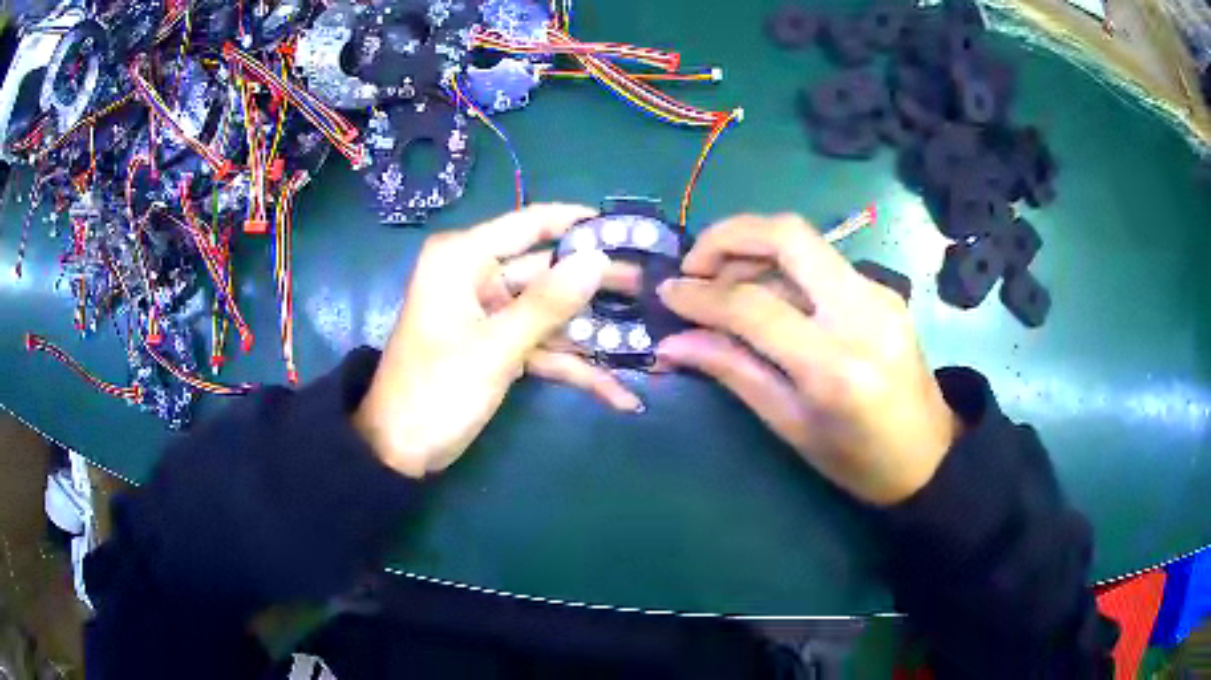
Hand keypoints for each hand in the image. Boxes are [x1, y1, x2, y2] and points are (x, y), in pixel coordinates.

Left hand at [353, 204, 641, 478]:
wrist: (399, 452)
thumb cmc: (437, 391)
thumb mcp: (496, 347)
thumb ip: (548, 302)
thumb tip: (597, 258)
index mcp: (463, 259)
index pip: (529, 224)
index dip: (579, 224)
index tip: (627, 228)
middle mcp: (476, 276)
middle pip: (547, 271)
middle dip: (596, 286)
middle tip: (652, 287)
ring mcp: (488, 314)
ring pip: (549, 312)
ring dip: (592, 333)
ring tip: (650, 338)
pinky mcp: (496, 346)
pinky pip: (539, 347)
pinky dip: (572, 367)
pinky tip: (617, 394)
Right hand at [655, 215, 960, 505]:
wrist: (931, 457)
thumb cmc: (858, 462)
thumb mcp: (791, 426)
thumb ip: (734, 372)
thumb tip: (673, 343)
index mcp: (835, 365)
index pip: (753, 306)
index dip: (700, 295)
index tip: (667, 293)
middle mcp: (861, 312)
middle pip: (787, 235)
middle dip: (729, 236)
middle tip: (695, 265)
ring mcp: (879, 293)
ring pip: (805, 243)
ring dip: (753, 251)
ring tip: (722, 284)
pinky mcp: (883, 290)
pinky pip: (822, 263)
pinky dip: (782, 268)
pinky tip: (766, 296)